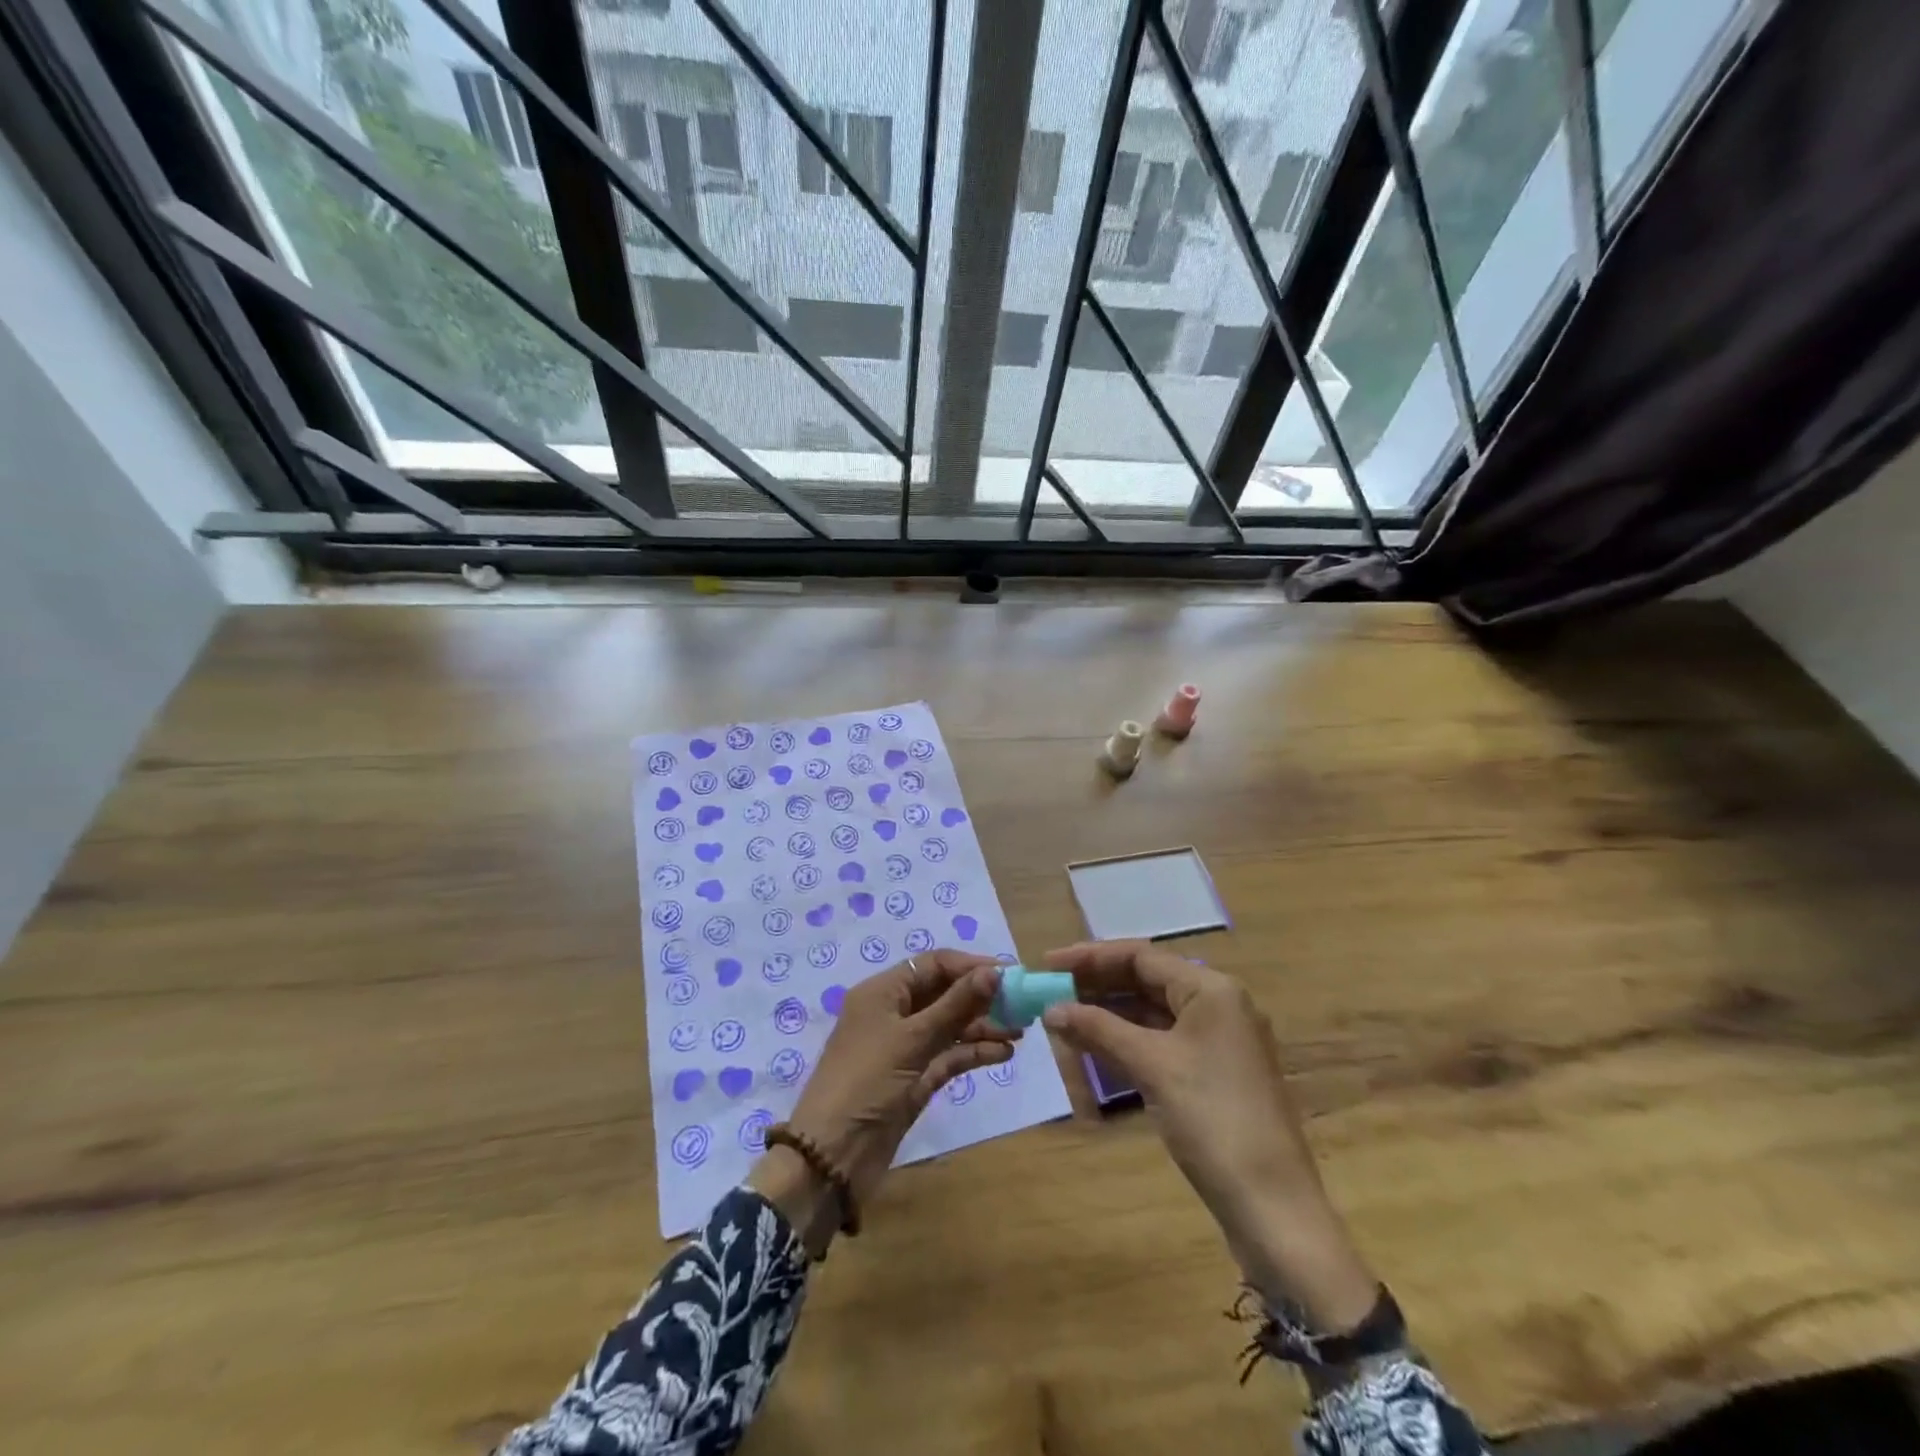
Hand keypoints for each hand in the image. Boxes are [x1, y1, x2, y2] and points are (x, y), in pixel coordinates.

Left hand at [749, 951, 1012, 1253]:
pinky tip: (1002, 1053)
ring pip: (950, 1026)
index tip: (1010, 974)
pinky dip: (974, 1051)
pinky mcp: (915, 1079)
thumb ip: (955, 1005)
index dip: (971, 966)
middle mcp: (893, 1013)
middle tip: (1022, 1004)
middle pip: (944, 994)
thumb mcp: (912, 1039)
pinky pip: (949, 1055)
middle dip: (981, 997)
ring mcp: (905, 1048)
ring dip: (983, 1025)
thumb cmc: (867, 1082)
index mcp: (882, 992)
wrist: (833, 1157)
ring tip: (1020, 1030)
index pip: (933, 966)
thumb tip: (994, 971)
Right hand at [1040, 940, 1377, 1331]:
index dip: (1091, 957)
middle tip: (1051, 991)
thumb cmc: (1213, 1119)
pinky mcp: (1214, 1074)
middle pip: (1147, 981)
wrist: (1273, 1207)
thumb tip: (1052, 1008)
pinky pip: (1162, 1042)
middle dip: (1097, 986)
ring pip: (1152, 1014)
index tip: (1049, 964)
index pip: (1141, 956)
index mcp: (1212, 989)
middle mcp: (1218, 1005)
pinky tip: (1095, 1048)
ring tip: (1064, 1018)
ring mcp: (1218, 1042)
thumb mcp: (1152, 1066)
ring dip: (1109, 1015)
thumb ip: (1099, 1029)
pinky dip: (1128, 1042)